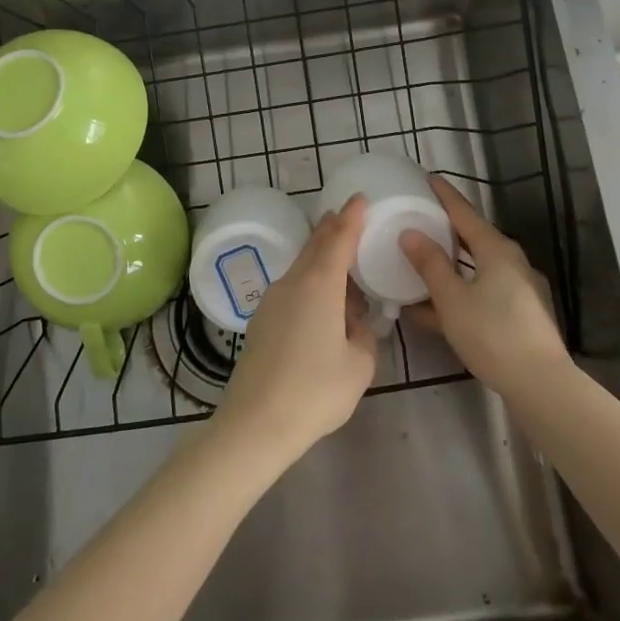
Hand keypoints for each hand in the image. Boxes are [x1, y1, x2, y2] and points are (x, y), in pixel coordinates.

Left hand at [211, 198, 378, 463]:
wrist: (255, 423)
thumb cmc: (315, 391)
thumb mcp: (358, 366)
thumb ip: (363, 338)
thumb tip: (354, 327)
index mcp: (320, 285)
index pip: (338, 239)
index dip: (351, 217)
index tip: (358, 198)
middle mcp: (293, 283)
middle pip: (314, 246)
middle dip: (332, 230)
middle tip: (347, 217)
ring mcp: (272, 301)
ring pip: (301, 269)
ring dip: (322, 262)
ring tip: (344, 273)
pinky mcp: (261, 321)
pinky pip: (292, 289)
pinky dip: (310, 285)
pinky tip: (322, 309)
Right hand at [399, 177, 569, 395]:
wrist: (541, 384)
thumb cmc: (492, 334)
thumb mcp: (452, 299)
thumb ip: (430, 264)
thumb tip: (410, 233)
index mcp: (496, 249)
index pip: (464, 212)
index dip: (444, 195)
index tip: (428, 178)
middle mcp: (512, 262)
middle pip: (473, 239)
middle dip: (446, 231)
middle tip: (420, 221)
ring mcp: (520, 289)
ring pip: (476, 269)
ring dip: (450, 267)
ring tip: (421, 266)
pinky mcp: (521, 315)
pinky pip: (483, 292)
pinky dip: (460, 293)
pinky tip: (434, 311)